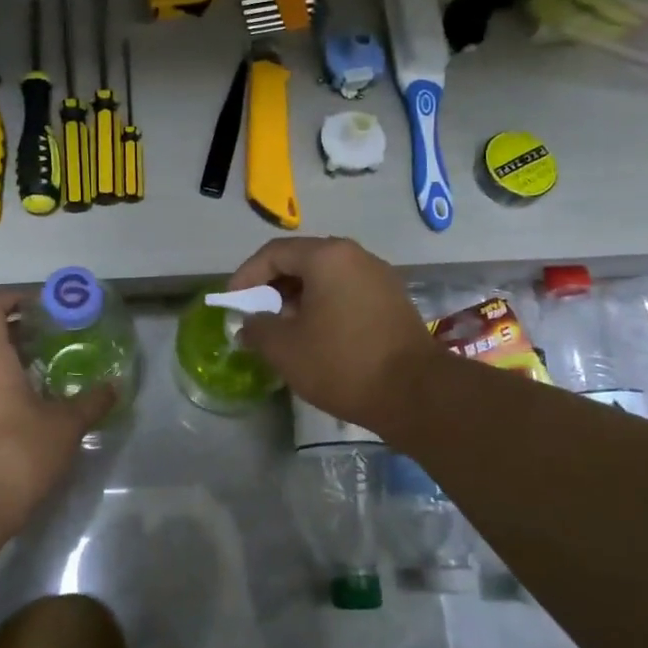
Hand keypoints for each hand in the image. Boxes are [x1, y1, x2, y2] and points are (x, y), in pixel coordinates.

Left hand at [0, 290, 114, 542]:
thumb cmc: (16, 453)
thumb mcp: (64, 426)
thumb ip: (90, 402)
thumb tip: (114, 386)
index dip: (13, 298)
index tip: (43, 306)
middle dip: (23, 331)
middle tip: (58, 339)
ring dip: (15, 362)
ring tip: (53, 373)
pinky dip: (6, 388)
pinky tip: (36, 409)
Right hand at [226, 236, 437, 432]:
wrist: (416, 393)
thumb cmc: (342, 363)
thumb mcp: (285, 348)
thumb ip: (257, 328)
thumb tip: (249, 323)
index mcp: (327, 256)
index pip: (274, 253)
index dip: (246, 276)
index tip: (232, 302)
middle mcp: (355, 256)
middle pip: (301, 261)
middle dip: (272, 287)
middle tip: (255, 315)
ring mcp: (379, 277)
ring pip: (325, 278)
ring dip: (298, 298)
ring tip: (282, 328)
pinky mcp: (393, 300)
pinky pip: (346, 292)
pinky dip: (323, 306)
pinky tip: (316, 335)